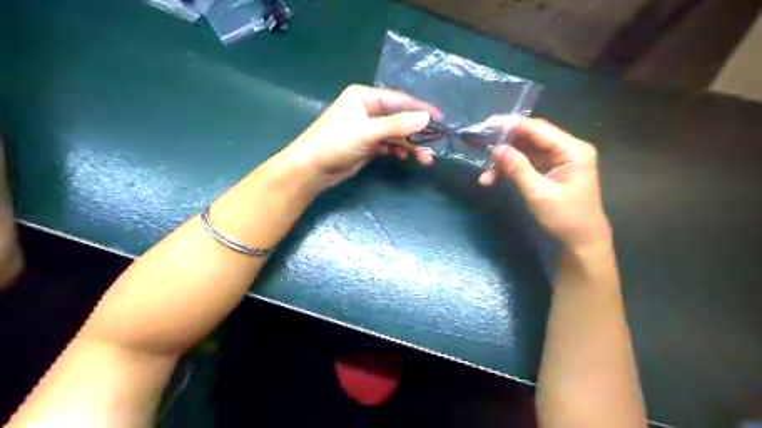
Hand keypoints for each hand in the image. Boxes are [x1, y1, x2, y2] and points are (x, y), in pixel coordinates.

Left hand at [283, 86, 443, 187]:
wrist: (311, 170)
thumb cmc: (335, 143)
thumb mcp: (367, 132)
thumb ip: (397, 125)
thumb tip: (427, 118)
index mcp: (364, 97)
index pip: (398, 100)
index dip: (420, 109)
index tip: (440, 118)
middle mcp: (367, 110)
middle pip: (399, 118)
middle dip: (416, 132)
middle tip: (434, 145)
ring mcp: (367, 129)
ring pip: (395, 135)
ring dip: (410, 145)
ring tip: (425, 159)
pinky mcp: (367, 146)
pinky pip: (388, 146)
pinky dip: (398, 151)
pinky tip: (406, 158)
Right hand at [482, 118, 610, 248]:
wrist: (582, 241)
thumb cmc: (565, 218)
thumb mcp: (538, 193)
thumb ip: (518, 168)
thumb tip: (497, 149)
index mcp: (572, 150)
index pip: (538, 129)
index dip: (511, 125)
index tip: (487, 125)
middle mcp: (567, 149)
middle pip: (531, 137)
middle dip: (505, 144)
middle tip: (480, 146)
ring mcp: (560, 159)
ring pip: (526, 151)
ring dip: (505, 160)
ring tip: (485, 173)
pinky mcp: (552, 170)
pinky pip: (528, 162)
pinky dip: (511, 169)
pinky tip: (493, 178)